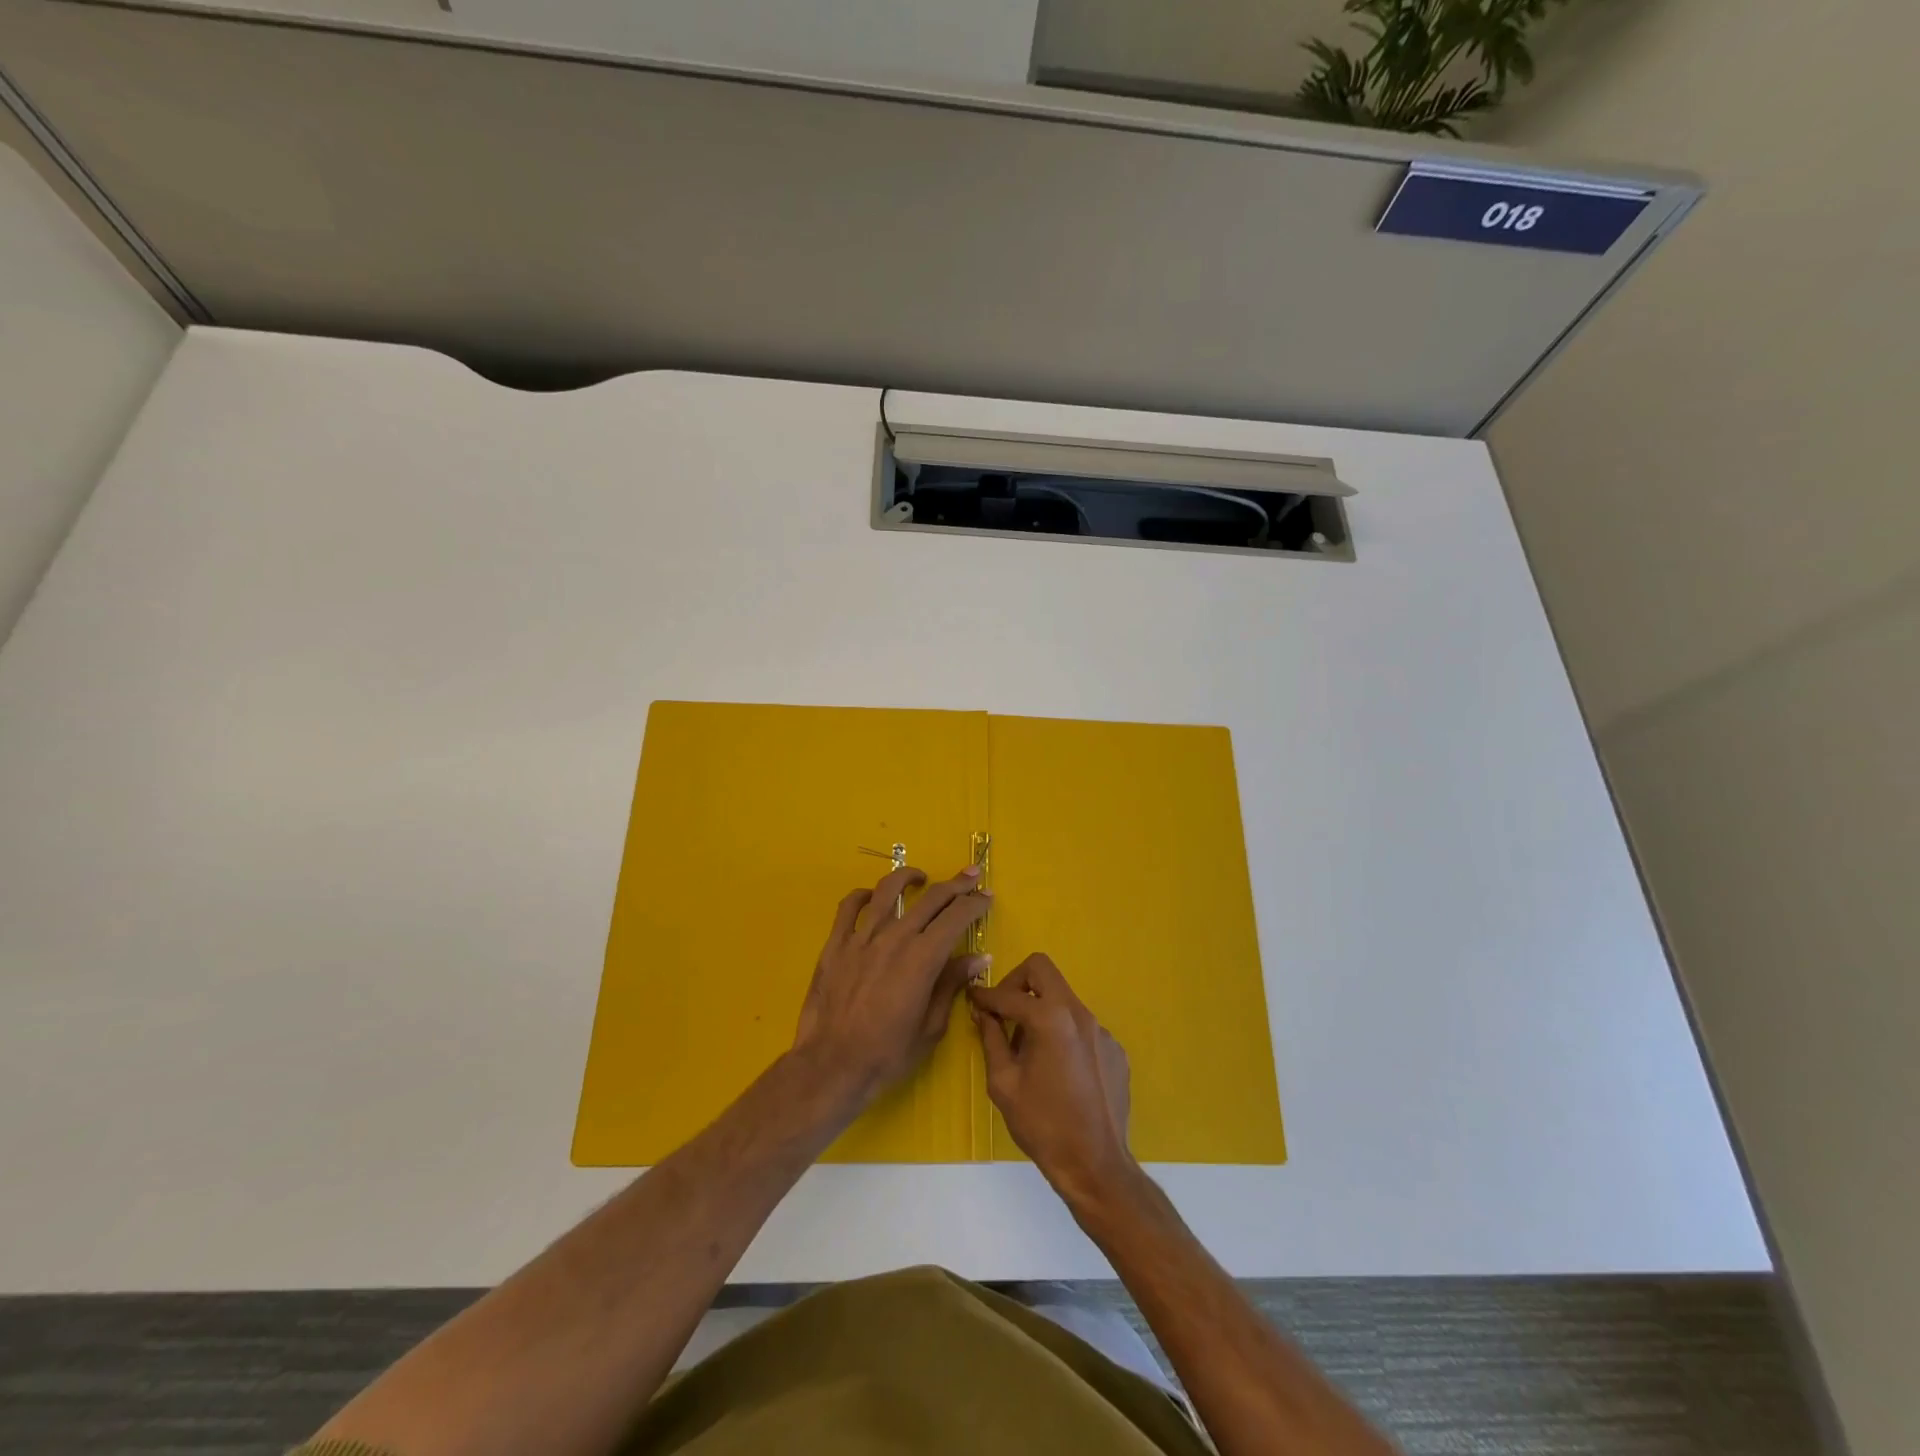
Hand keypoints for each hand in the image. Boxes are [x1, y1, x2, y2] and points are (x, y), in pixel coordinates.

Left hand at [792, 863, 990, 1110]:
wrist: (832, 1065)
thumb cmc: (888, 1053)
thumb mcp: (931, 1026)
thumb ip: (952, 984)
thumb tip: (978, 958)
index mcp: (923, 957)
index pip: (956, 917)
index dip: (975, 903)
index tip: (987, 896)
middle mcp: (895, 937)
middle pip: (930, 899)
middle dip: (956, 885)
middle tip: (971, 876)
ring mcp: (862, 937)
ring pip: (888, 892)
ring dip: (908, 877)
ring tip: (921, 876)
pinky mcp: (836, 944)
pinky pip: (849, 907)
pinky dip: (863, 895)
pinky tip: (872, 895)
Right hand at [968, 954, 1136, 1207]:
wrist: (1097, 1166)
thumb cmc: (1043, 1126)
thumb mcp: (1003, 1083)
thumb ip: (991, 1039)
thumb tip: (983, 1013)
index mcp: (1050, 1019)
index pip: (1009, 994)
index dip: (986, 996)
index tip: (973, 999)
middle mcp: (1079, 1014)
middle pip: (1043, 970)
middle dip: (1017, 983)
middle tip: (1004, 1011)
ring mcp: (1101, 1030)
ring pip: (1063, 999)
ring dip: (1041, 1011)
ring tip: (1028, 1051)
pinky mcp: (1115, 1049)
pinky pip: (1081, 1027)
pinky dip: (1063, 1034)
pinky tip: (1058, 1070)